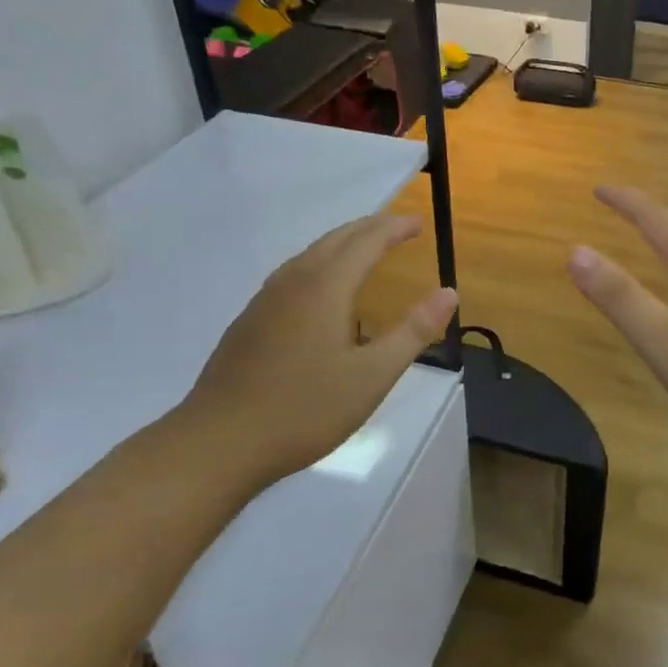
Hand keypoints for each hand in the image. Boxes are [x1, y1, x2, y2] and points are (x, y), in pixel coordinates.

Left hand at [180, 212, 456, 490]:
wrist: (218, 443)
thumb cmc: (304, 409)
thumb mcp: (372, 376)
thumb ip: (413, 331)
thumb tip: (449, 292)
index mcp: (325, 288)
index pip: (366, 241)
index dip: (394, 228)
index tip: (419, 224)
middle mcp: (293, 282)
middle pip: (336, 239)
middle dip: (370, 228)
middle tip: (398, 229)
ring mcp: (265, 300)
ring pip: (310, 254)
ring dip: (343, 243)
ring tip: (365, 250)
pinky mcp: (250, 321)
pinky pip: (293, 274)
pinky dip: (320, 264)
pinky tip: (321, 292)